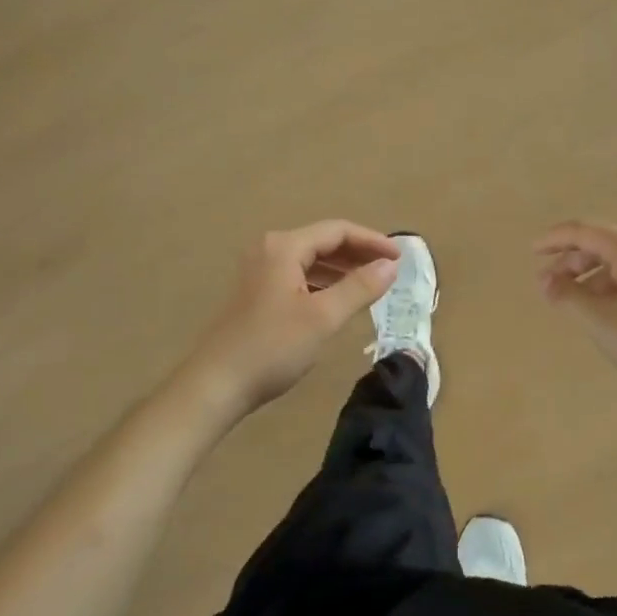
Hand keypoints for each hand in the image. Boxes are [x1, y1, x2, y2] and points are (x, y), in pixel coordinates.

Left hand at [179, 221, 399, 417]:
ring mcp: (259, 271)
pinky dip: (323, 282)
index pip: (337, 230)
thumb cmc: (272, 347)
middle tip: (390, 270)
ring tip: (371, 284)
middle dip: (358, 253)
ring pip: (311, 260)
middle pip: (323, 241)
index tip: (400, 258)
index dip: (371, 240)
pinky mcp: (256, 292)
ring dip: (342, 269)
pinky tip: (339, 300)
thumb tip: (390, 266)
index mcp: (284, 247)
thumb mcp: (322, 317)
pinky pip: (298, 275)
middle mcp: (270, 250)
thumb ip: (359, 287)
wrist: (216, 385)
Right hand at [536, 221, 616, 415]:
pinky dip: (607, 286)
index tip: (531, 251)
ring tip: (569, 300)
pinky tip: (600, 309)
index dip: (554, 239)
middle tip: (546, 284)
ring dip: (588, 276)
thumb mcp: (601, 321)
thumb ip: (567, 296)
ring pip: (616, 262)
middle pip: (601, 244)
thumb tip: (545, 280)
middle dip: (569, 261)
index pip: (584, 231)